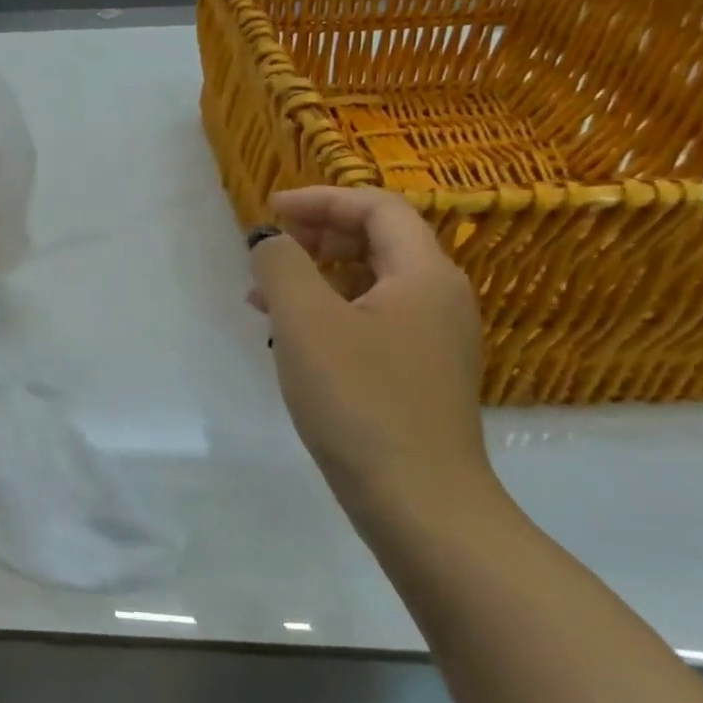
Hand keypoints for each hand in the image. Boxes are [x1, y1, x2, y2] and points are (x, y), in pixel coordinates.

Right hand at [249, 186, 503, 531]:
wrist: (418, 502)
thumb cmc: (360, 400)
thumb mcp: (306, 321)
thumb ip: (282, 266)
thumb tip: (271, 241)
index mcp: (423, 275)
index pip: (378, 208)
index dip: (322, 199)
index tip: (271, 210)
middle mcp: (438, 299)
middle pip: (379, 240)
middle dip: (318, 235)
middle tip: (269, 249)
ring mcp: (432, 340)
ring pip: (370, 283)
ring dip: (316, 275)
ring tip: (263, 294)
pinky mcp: (417, 374)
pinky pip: (370, 320)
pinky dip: (328, 312)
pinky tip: (291, 336)